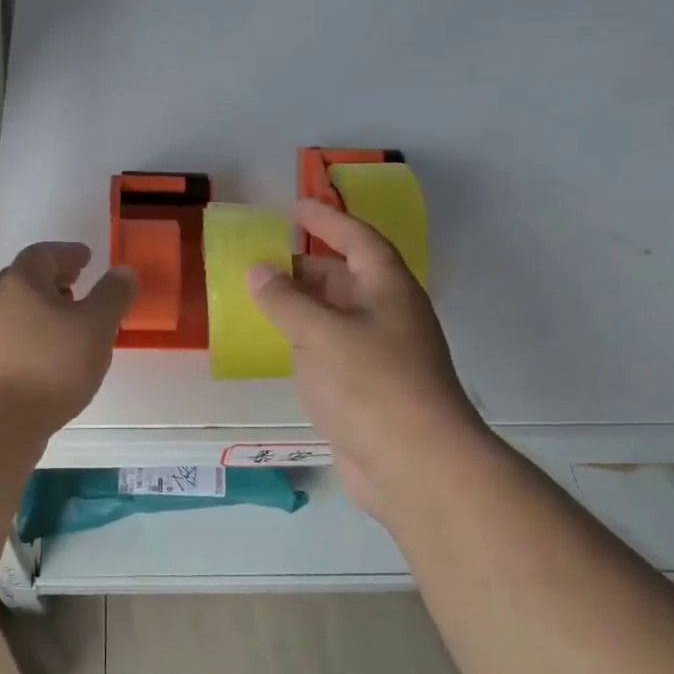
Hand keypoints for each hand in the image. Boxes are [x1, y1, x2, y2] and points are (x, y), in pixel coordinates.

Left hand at [0, 243, 136, 436]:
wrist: (0, 420)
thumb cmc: (52, 364)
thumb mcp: (96, 326)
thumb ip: (113, 295)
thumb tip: (124, 271)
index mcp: (23, 281)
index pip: (44, 253)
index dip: (68, 252)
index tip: (87, 258)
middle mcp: (0, 300)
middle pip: (29, 279)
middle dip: (56, 278)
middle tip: (80, 281)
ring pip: (23, 308)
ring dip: (48, 307)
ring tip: (74, 320)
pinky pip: (19, 334)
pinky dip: (40, 332)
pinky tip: (58, 353)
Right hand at [247, 201, 488, 526]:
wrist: (415, 465)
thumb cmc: (372, 384)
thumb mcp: (321, 333)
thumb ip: (285, 300)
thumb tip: (258, 270)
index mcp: (388, 289)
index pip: (358, 239)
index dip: (328, 220)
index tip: (296, 207)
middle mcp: (388, 315)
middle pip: (348, 277)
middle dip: (309, 265)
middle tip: (268, 259)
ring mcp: (381, 354)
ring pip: (338, 315)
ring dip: (305, 304)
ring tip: (264, 297)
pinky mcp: (368, 389)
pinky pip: (331, 349)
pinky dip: (306, 339)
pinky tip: (281, 345)